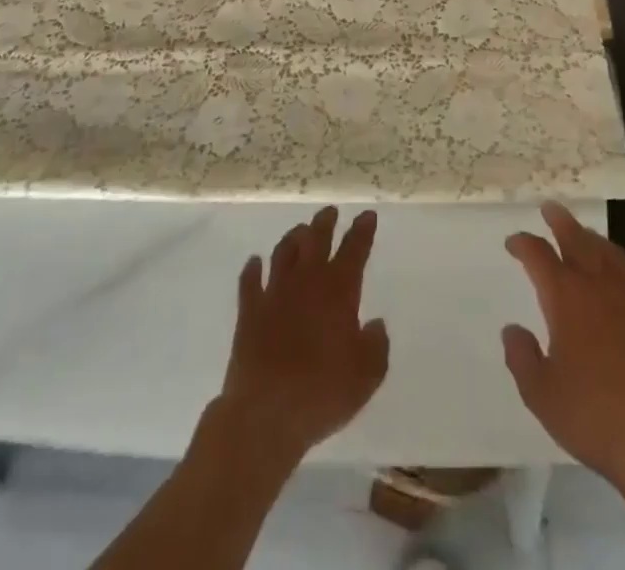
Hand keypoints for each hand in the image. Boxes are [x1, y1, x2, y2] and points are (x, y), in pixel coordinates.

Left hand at [215, 207, 388, 470]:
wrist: (264, 414)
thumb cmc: (322, 394)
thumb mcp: (366, 377)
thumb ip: (376, 346)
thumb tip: (375, 325)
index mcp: (339, 291)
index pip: (355, 250)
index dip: (362, 230)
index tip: (367, 214)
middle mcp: (307, 282)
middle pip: (316, 240)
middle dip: (325, 223)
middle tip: (330, 211)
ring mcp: (274, 293)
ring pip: (283, 252)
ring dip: (293, 238)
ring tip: (300, 230)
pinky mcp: (249, 312)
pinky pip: (250, 281)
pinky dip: (252, 268)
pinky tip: (254, 262)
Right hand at [502, 203, 624, 496]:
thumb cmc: (595, 416)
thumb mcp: (541, 395)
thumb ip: (521, 357)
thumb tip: (512, 329)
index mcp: (566, 297)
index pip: (539, 255)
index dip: (523, 244)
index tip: (513, 242)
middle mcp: (598, 283)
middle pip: (577, 238)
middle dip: (560, 220)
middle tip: (549, 208)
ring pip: (608, 250)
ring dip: (591, 237)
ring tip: (582, 234)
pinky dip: (622, 263)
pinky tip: (622, 272)